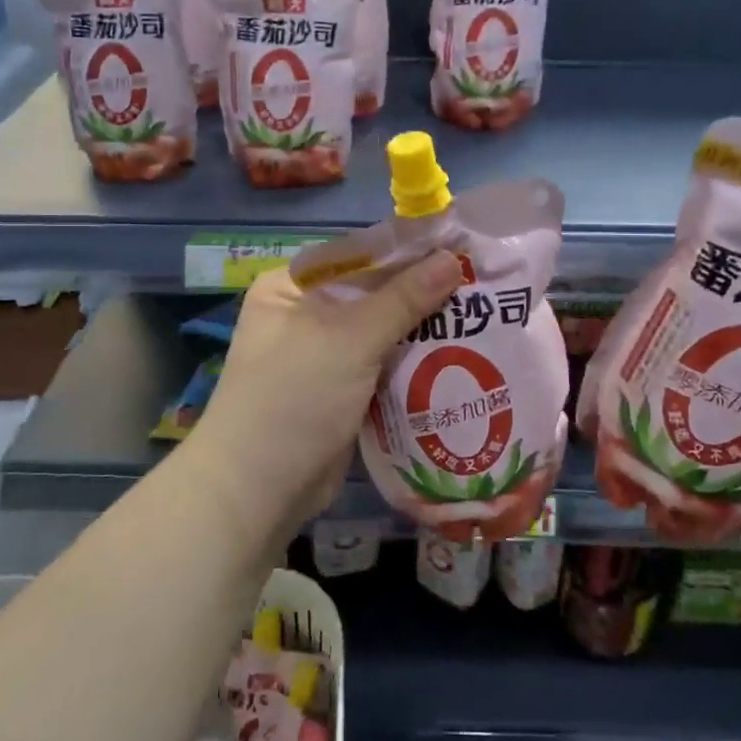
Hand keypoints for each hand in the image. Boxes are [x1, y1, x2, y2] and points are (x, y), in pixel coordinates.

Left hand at [187, 253, 464, 535]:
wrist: (259, 491)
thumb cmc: (295, 398)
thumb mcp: (350, 339)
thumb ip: (404, 298)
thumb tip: (453, 258)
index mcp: (292, 286)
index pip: (360, 255)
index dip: (410, 252)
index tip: (463, 249)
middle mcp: (305, 313)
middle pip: (374, 293)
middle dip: (422, 293)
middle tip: (482, 284)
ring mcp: (323, 354)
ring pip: (383, 331)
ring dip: (423, 329)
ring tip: (482, 315)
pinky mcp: (341, 389)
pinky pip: (384, 364)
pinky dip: (414, 361)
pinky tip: (459, 354)